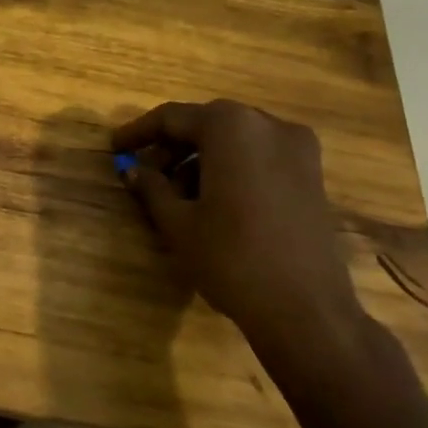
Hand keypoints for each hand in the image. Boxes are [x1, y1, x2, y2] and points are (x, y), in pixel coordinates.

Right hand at [112, 100, 364, 351]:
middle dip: (172, 147)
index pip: (172, 117)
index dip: (139, 132)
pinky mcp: (312, 175)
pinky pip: (259, 157)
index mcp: (231, 127)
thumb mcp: (178, 222)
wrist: (306, 310)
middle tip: (144, 173)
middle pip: (207, 124)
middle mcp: (268, 125)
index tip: (115, 148)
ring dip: (200, 159)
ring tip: (175, 195)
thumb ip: (151, 187)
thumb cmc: (231, 258)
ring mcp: (298, 149)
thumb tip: (132, 171)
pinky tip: (211, 201)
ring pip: (234, 140)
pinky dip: (230, 168)